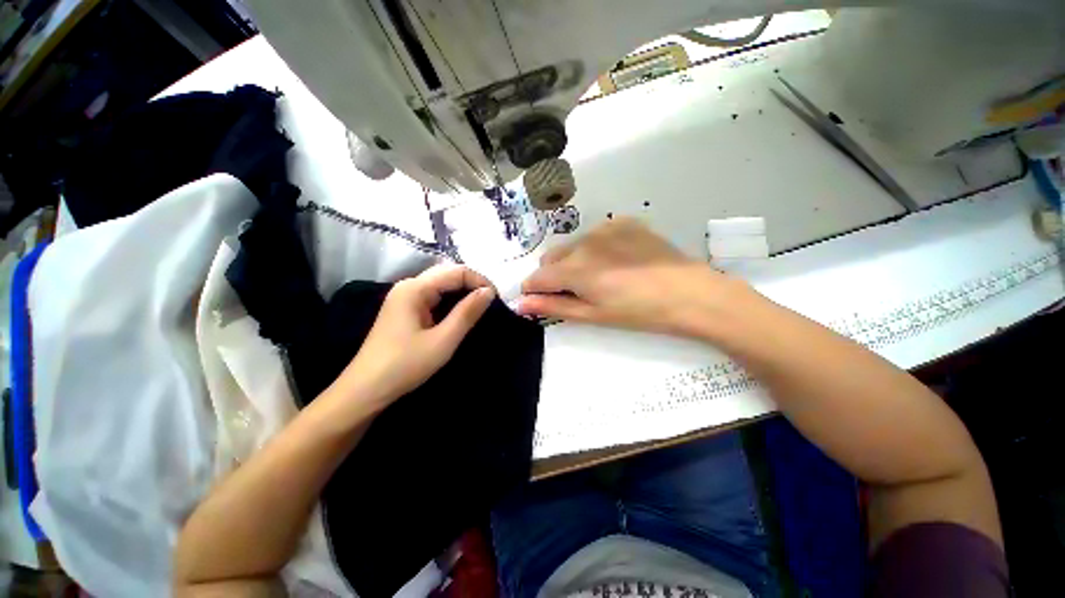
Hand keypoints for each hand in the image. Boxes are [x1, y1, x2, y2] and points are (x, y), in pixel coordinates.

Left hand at [334, 265, 494, 411]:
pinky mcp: (405, 308)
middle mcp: (408, 285)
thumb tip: (489, 291)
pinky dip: (451, 300)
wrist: (365, 390)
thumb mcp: (443, 340)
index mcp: (415, 288)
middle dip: (473, 284)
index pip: (456, 271)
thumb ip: (467, 313)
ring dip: (463, 291)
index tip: (497, 300)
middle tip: (491, 303)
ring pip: (441, 284)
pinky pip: (433, 295)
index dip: (480, 281)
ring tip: (480, 307)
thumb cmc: (405, 365)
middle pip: (448, 273)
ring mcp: (404, 296)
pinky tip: (460, 312)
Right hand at [519, 217, 750, 336]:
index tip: (541, 300)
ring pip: (572, 245)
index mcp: (575, 269)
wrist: (690, 293)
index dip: (534, 291)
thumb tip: (520, 304)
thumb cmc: (638, 313)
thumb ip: (553, 306)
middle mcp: (583, 242)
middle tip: (577, 292)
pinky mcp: (623, 222)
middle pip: (551, 258)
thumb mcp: (593, 315)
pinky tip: (618, 260)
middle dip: (554, 275)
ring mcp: (605, 228)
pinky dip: (596, 248)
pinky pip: (596, 235)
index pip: (536, 277)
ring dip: (574, 261)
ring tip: (601, 276)